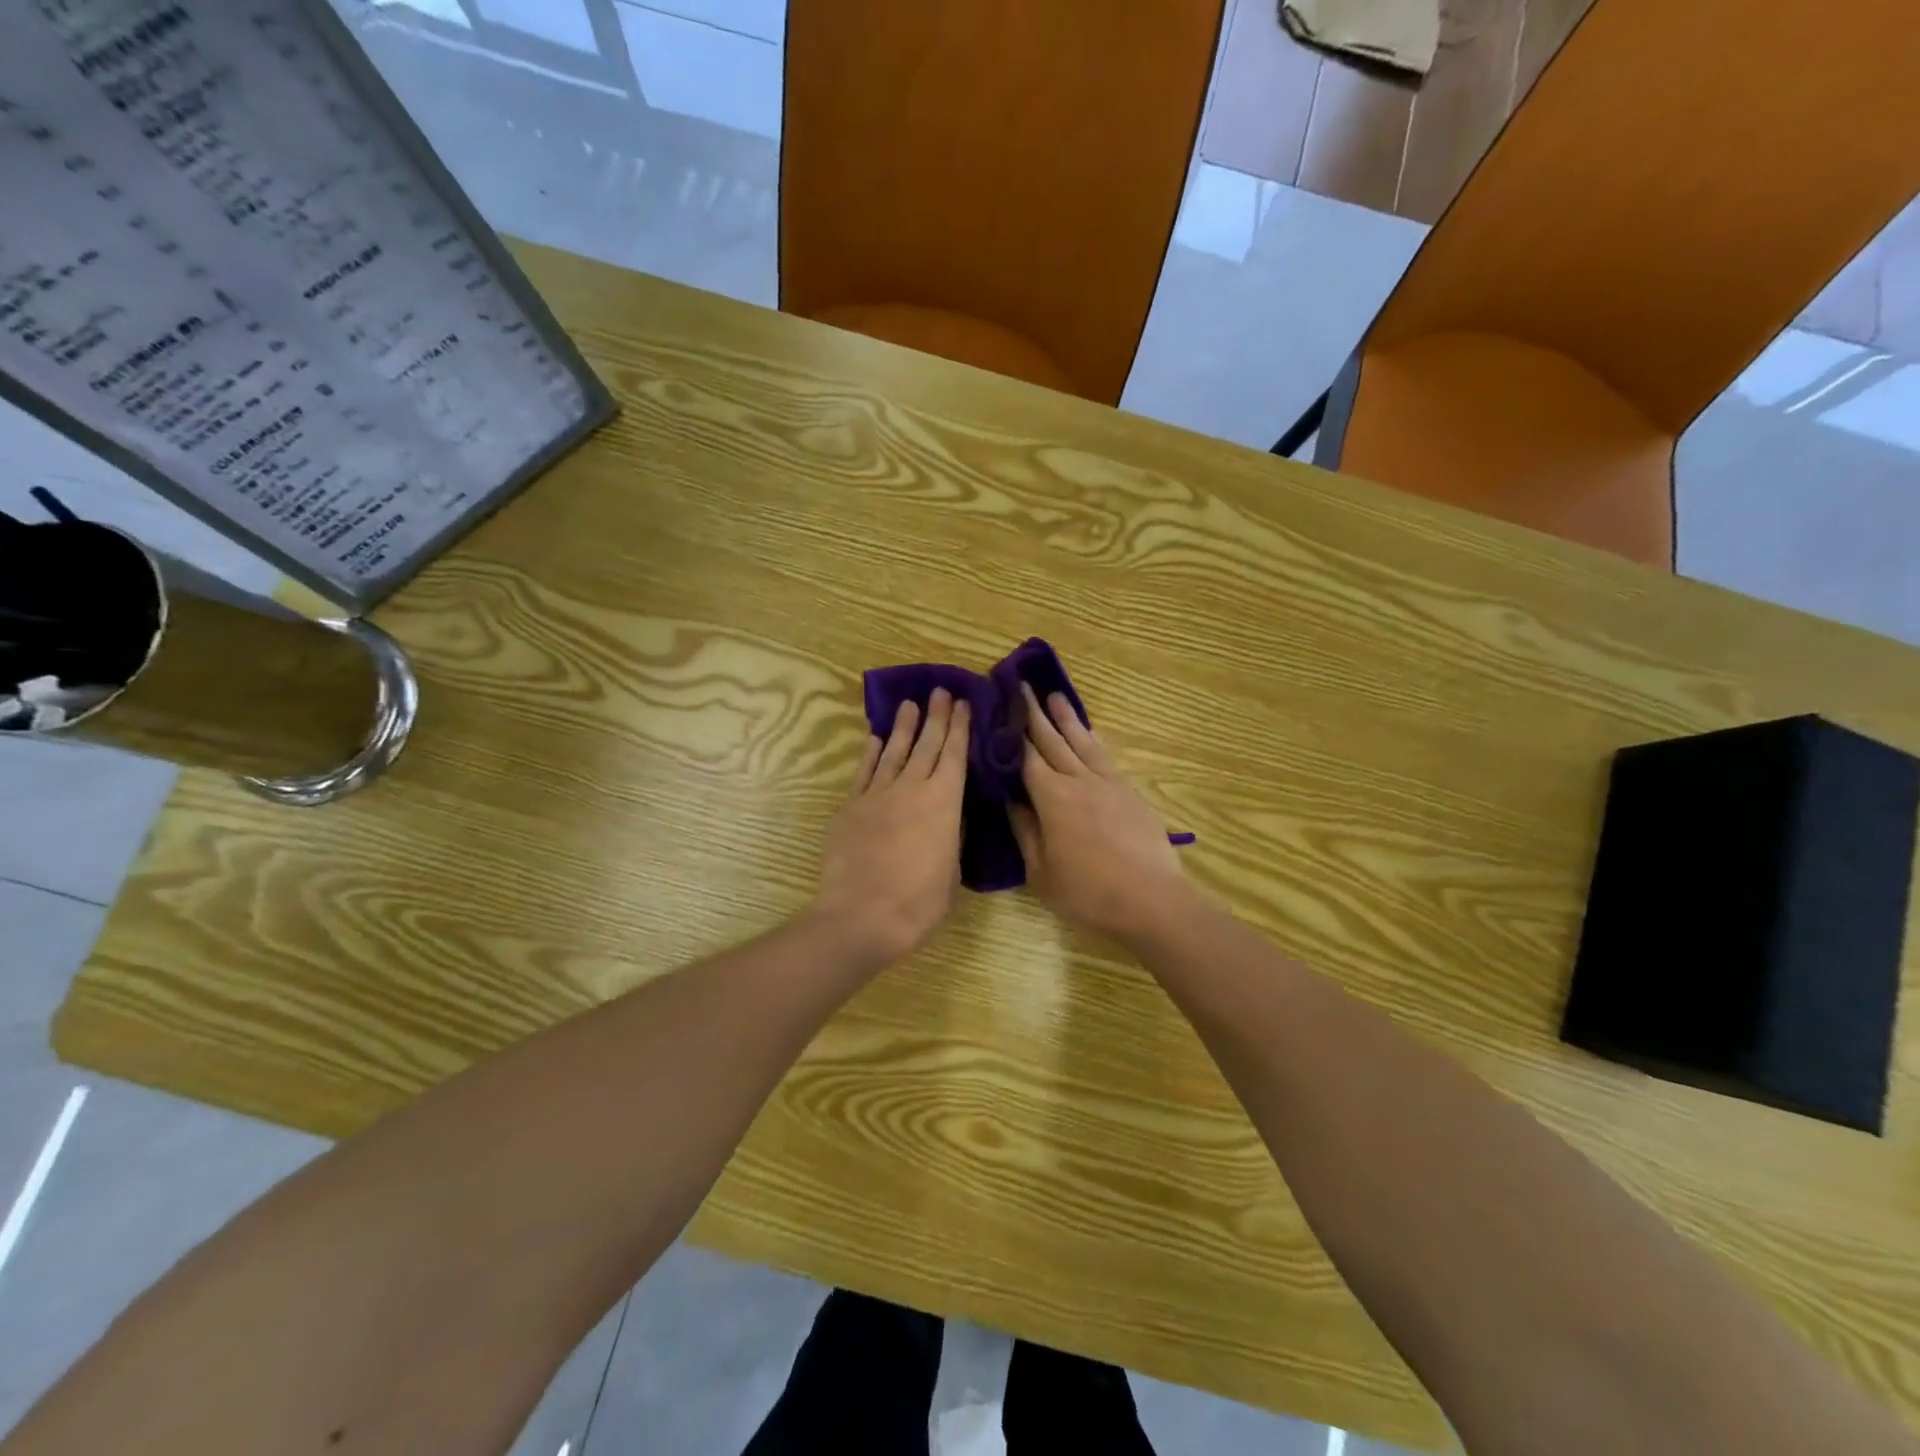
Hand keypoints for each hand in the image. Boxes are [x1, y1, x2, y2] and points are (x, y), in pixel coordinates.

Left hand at [814, 688, 970, 964]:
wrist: (863, 915)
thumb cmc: (919, 901)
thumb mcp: (951, 871)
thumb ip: (951, 838)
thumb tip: (949, 819)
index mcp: (944, 802)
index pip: (955, 755)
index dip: (959, 727)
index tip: (962, 703)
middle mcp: (912, 788)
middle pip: (926, 745)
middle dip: (935, 716)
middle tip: (940, 691)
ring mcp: (878, 794)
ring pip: (894, 751)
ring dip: (903, 727)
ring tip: (909, 704)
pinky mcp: (851, 807)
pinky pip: (864, 772)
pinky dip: (871, 753)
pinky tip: (875, 739)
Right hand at [1009, 684, 1192, 943]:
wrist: (1151, 900)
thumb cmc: (1087, 893)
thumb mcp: (1041, 871)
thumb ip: (1024, 830)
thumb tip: (1010, 798)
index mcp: (1051, 797)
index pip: (1025, 755)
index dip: (1010, 731)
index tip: (999, 706)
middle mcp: (1078, 780)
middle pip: (1052, 739)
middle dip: (1034, 712)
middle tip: (1021, 686)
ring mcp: (1107, 783)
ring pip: (1081, 742)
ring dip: (1066, 717)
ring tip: (1054, 695)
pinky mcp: (1128, 792)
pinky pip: (1104, 756)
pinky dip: (1092, 739)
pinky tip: (1090, 732)